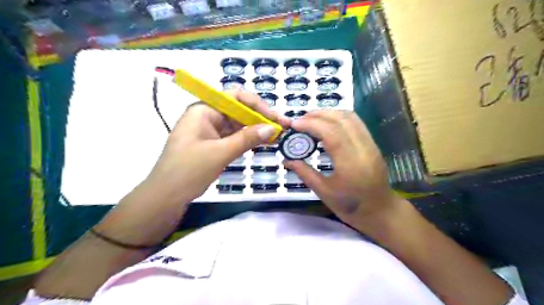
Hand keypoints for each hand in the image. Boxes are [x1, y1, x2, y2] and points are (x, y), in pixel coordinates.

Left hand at [143, 90, 288, 204]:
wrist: (167, 196)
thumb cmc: (189, 170)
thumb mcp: (220, 152)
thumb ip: (247, 138)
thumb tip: (272, 127)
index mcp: (204, 110)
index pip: (235, 98)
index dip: (257, 105)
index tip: (274, 117)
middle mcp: (207, 116)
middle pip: (238, 111)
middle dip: (260, 118)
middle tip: (281, 127)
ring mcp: (210, 131)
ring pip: (238, 125)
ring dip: (256, 129)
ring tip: (277, 134)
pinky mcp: (213, 144)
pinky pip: (234, 137)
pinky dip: (248, 139)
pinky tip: (263, 142)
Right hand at [283, 110, 397, 230]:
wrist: (380, 211)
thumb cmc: (351, 206)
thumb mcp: (324, 192)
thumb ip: (304, 173)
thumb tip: (286, 159)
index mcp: (350, 164)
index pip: (331, 133)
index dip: (311, 124)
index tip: (294, 124)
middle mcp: (363, 148)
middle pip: (341, 120)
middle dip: (317, 115)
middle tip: (300, 120)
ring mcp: (370, 144)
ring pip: (350, 117)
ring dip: (328, 113)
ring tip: (311, 119)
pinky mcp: (372, 143)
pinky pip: (355, 122)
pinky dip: (338, 117)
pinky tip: (326, 123)